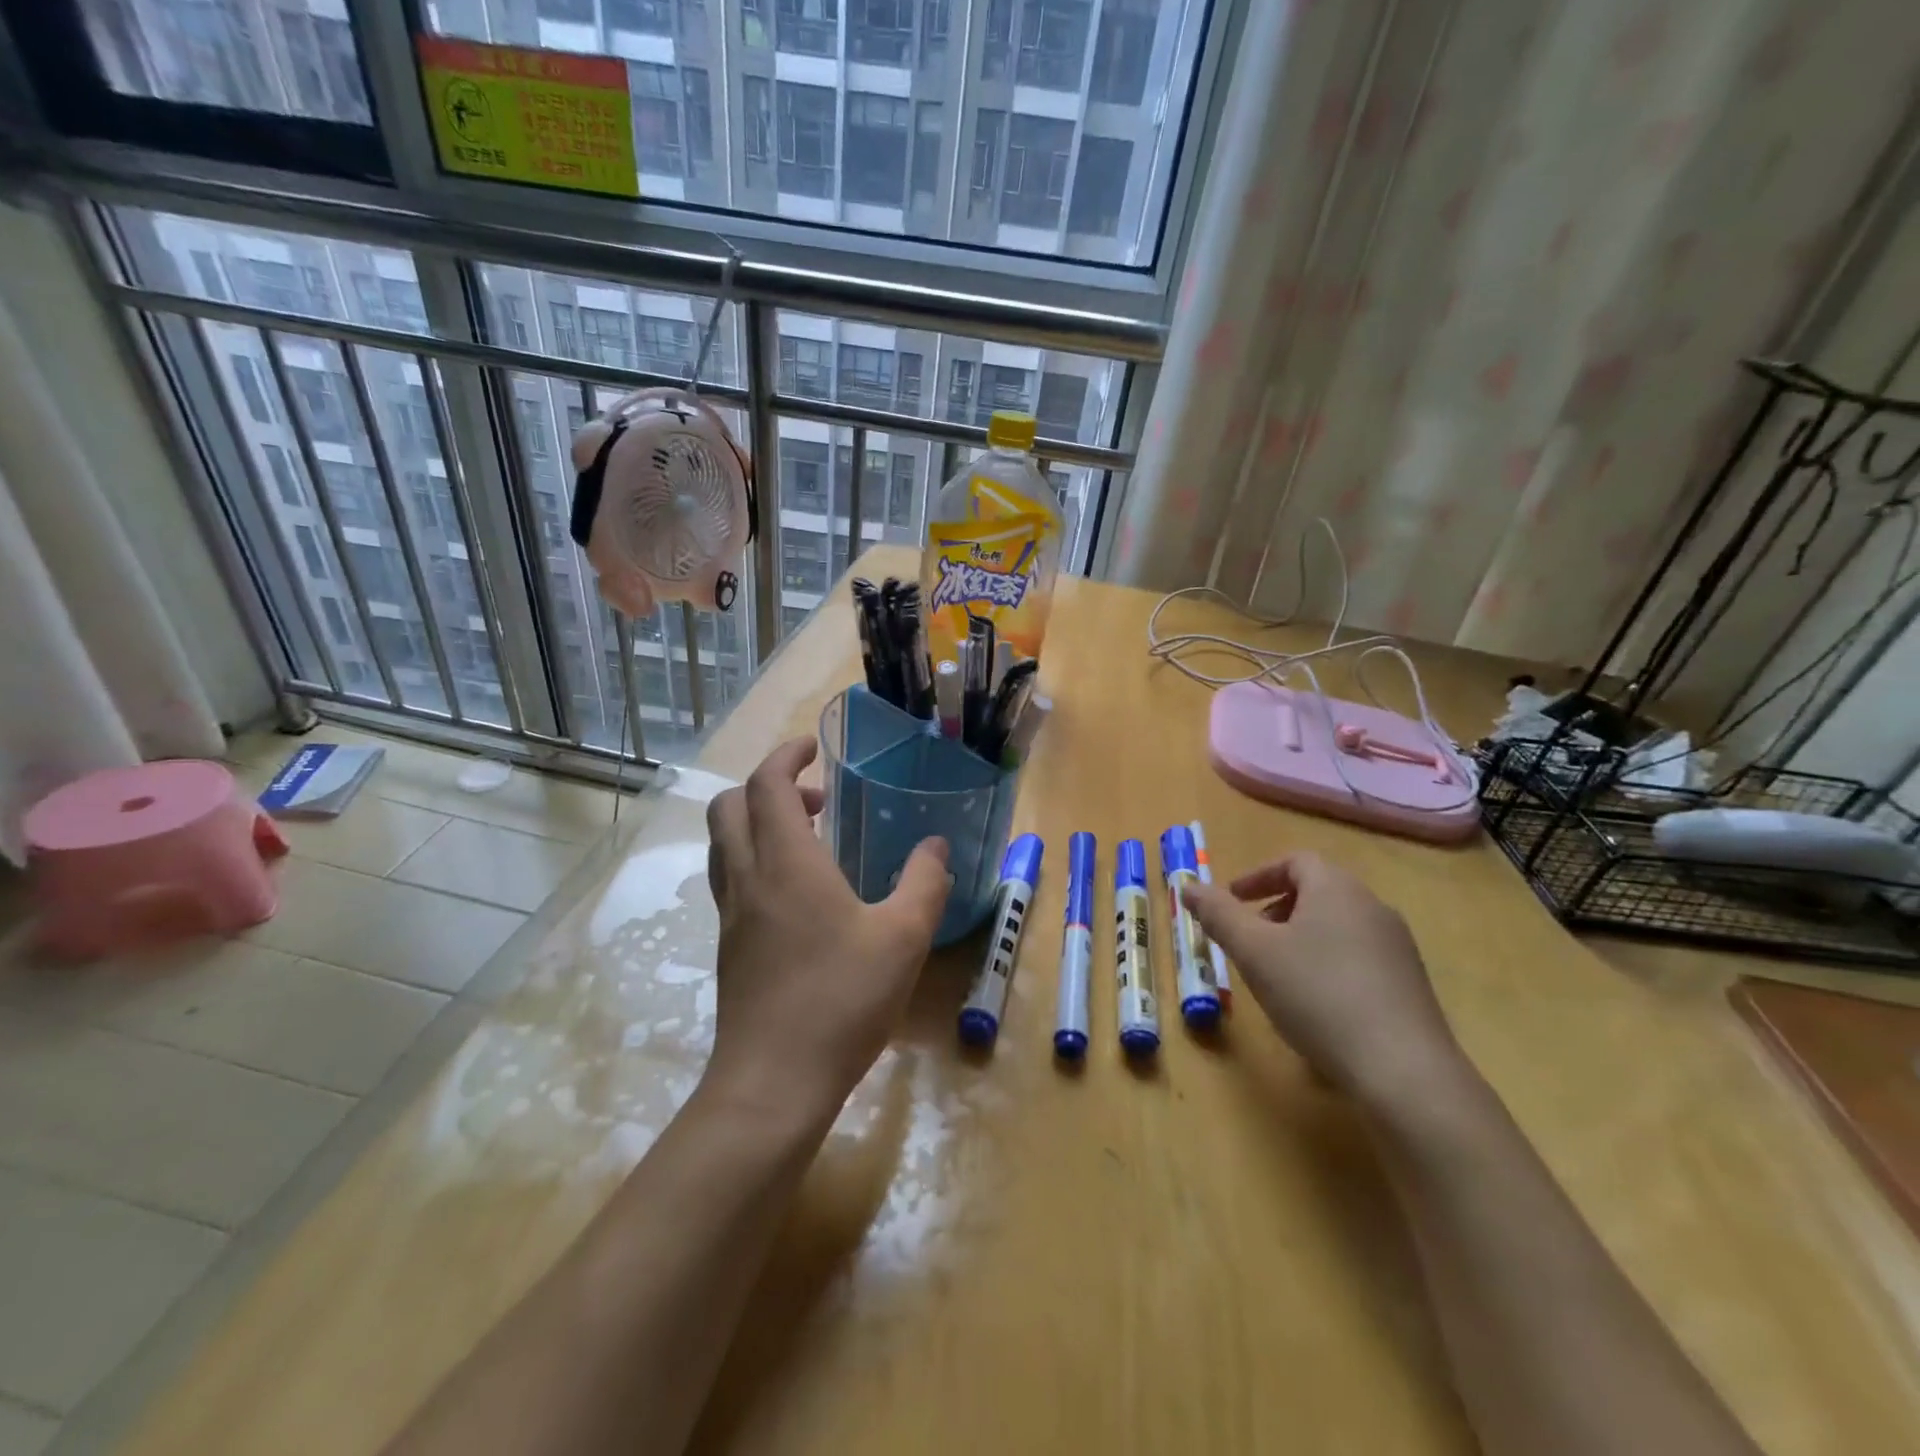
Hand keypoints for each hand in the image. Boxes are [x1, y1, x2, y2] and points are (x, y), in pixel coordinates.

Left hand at [703, 738, 949, 1123]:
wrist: (773, 1082)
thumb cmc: (841, 999)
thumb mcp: (902, 938)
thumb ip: (924, 883)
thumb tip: (936, 846)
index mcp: (786, 861)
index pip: (767, 784)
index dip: (786, 756)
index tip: (813, 749)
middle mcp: (748, 877)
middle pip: (730, 806)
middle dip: (766, 786)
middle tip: (816, 798)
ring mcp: (732, 915)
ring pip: (725, 844)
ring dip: (757, 823)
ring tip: (810, 840)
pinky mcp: (728, 947)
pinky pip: (732, 880)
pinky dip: (756, 861)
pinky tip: (799, 895)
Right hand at [1182, 852, 1468, 1108]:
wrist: (1404, 1070)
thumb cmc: (1317, 995)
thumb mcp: (1253, 951)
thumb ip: (1218, 914)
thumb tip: (1187, 886)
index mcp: (1336, 888)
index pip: (1294, 861)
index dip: (1257, 876)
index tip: (1232, 901)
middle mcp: (1372, 907)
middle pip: (1317, 892)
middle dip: (1275, 909)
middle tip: (1249, 940)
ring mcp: (1397, 947)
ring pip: (1337, 926)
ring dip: (1300, 939)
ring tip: (1277, 976)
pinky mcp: (1410, 985)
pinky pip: (1357, 958)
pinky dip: (1327, 966)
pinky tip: (1315, 1007)